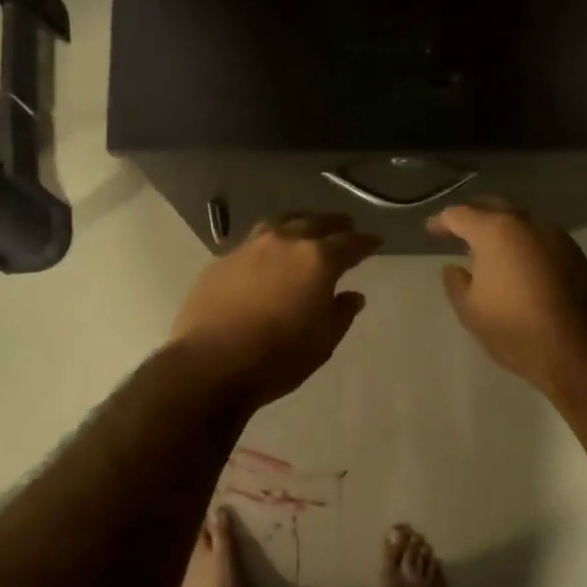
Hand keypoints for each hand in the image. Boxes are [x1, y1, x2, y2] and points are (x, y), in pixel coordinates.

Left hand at [171, 215, 381, 407]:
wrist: (211, 363)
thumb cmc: (278, 357)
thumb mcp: (323, 341)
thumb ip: (341, 313)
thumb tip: (352, 295)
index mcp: (317, 259)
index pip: (350, 243)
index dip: (366, 242)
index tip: (376, 242)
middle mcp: (284, 242)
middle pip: (315, 222)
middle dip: (334, 224)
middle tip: (346, 225)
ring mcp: (249, 248)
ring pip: (281, 224)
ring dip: (299, 224)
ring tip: (306, 230)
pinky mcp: (222, 260)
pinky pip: (253, 242)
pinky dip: (269, 243)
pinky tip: (268, 256)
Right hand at [428, 203, 586, 392]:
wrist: (578, 351)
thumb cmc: (514, 329)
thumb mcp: (470, 311)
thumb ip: (456, 283)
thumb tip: (454, 267)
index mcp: (496, 232)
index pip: (459, 214)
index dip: (441, 222)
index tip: (431, 230)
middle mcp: (528, 224)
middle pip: (494, 206)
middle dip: (474, 215)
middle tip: (458, 229)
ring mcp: (557, 237)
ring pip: (522, 221)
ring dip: (502, 228)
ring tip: (489, 247)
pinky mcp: (577, 255)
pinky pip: (541, 239)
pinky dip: (524, 244)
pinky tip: (520, 264)